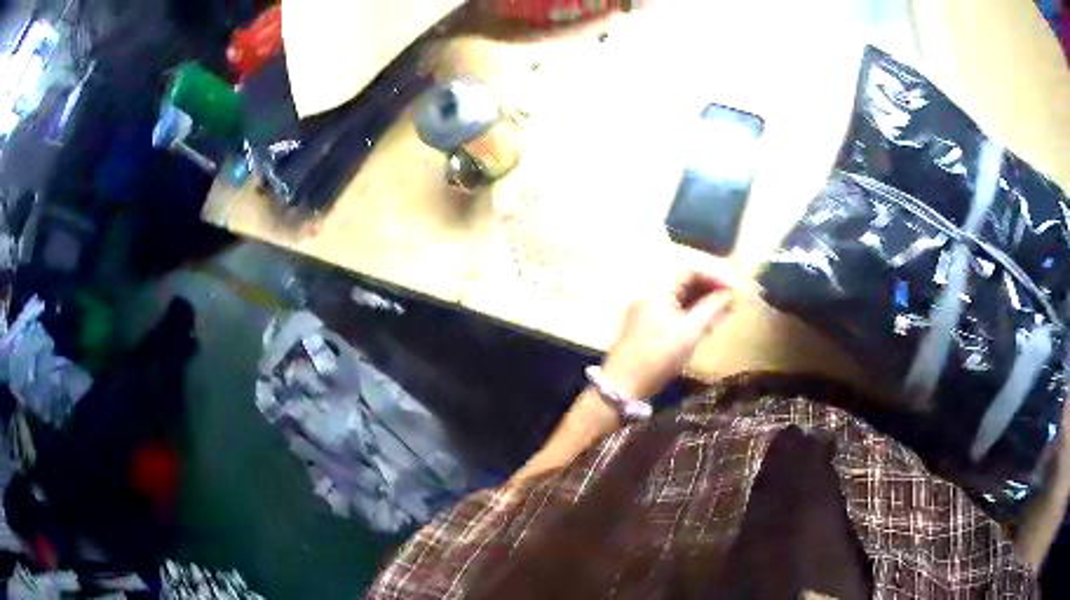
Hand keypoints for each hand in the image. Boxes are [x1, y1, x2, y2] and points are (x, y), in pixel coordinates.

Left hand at [601, 265, 737, 399]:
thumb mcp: (690, 332)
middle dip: (709, 287)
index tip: (733, 288)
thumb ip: (712, 309)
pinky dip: (690, 313)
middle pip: (684, 281)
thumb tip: (729, 294)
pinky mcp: (645, 326)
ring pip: (679, 297)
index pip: (690, 270)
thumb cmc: (659, 356)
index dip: (714, 275)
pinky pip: (672, 310)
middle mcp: (650, 293)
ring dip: (702, 301)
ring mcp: (645, 310)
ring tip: (723, 311)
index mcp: (658, 289)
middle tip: (731, 299)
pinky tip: (705, 324)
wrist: (623, 385)